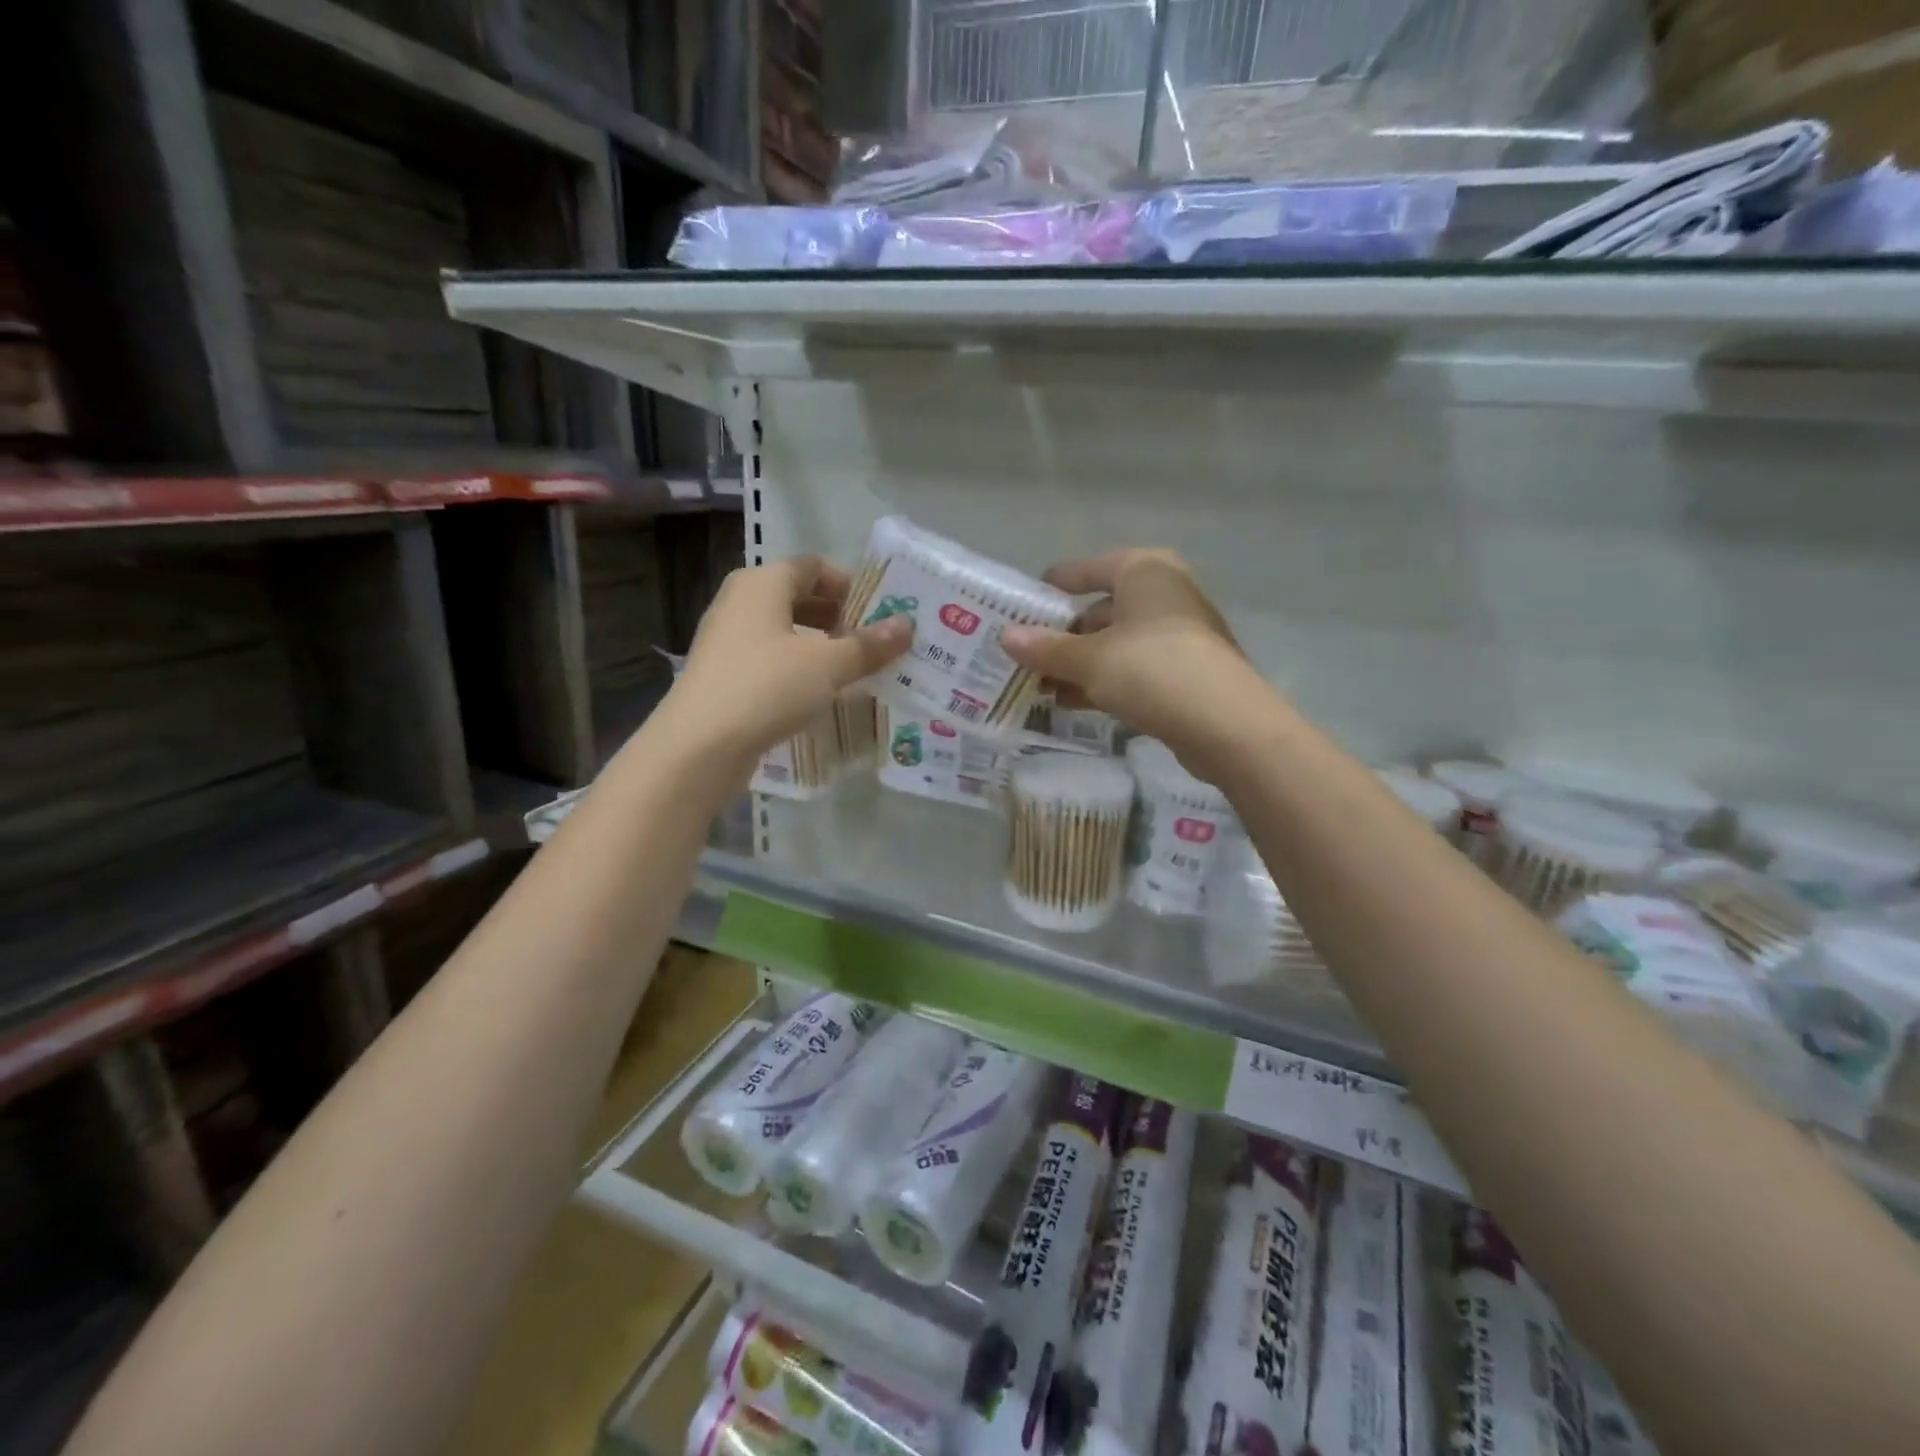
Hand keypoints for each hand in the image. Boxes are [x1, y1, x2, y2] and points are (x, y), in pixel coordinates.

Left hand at [660, 556, 910, 766]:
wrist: (699, 746)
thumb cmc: (767, 687)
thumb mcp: (827, 664)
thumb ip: (868, 644)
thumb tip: (907, 625)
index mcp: (761, 584)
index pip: (813, 567)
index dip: (850, 584)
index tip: (882, 610)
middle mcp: (740, 604)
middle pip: (798, 598)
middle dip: (840, 616)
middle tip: (877, 641)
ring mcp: (729, 641)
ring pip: (785, 632)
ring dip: (822, 646)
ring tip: (857, 668)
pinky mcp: (726, 677)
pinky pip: (772, 661)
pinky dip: (800, 669)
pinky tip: (823, 693)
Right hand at [1002, 549, 1276, 777]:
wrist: (1226, 724)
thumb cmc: (1153, 670)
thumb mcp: (1089, 660)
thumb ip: (1046, 648)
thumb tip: (1006, 636)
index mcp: (1145, 572)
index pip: (1090, 568)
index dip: (1057, 584)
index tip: (1025, 600)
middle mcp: (1166, 594)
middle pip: (1102, 608)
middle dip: (1064, 634)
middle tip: (1027, 653)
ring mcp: (1180, 634)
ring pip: (1117, 643)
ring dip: (1080, 664)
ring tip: (1040, 685)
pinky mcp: (1186, 672)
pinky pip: (1133, 669)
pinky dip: (1104, 681)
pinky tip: (1072, 703)